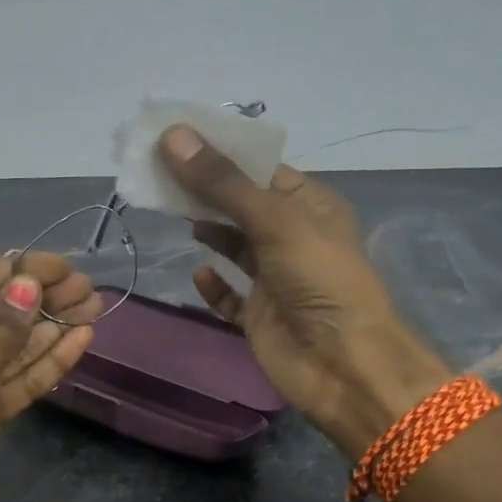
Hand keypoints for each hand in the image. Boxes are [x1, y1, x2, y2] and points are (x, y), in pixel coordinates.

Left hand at [0, 253, 99, 501]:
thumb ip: (4, 321)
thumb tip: (29, 283)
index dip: (18, 272)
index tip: (62, 264)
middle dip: (40, 301)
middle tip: (87, 286)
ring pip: (7, 348)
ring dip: (49, 329)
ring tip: (93, 305)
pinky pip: (11, 379)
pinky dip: (43, 362)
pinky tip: (79, 340)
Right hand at [160, 125, 452, 457]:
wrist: (343, 365)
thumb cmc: (319, 280)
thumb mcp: (274, 220)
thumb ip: (222, 183)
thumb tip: (172, 136)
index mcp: (310, 206)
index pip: (260, 169)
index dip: (220, 153)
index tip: (175, 138)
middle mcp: (292, 237)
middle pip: (241, 205)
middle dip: (204, 190)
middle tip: (157, 172)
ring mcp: (275, 278)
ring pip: (233, 246)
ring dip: (207, 231)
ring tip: (169, 210)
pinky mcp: (259, 315)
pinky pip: (229, 295)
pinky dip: (214, 284)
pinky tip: (199, 273)